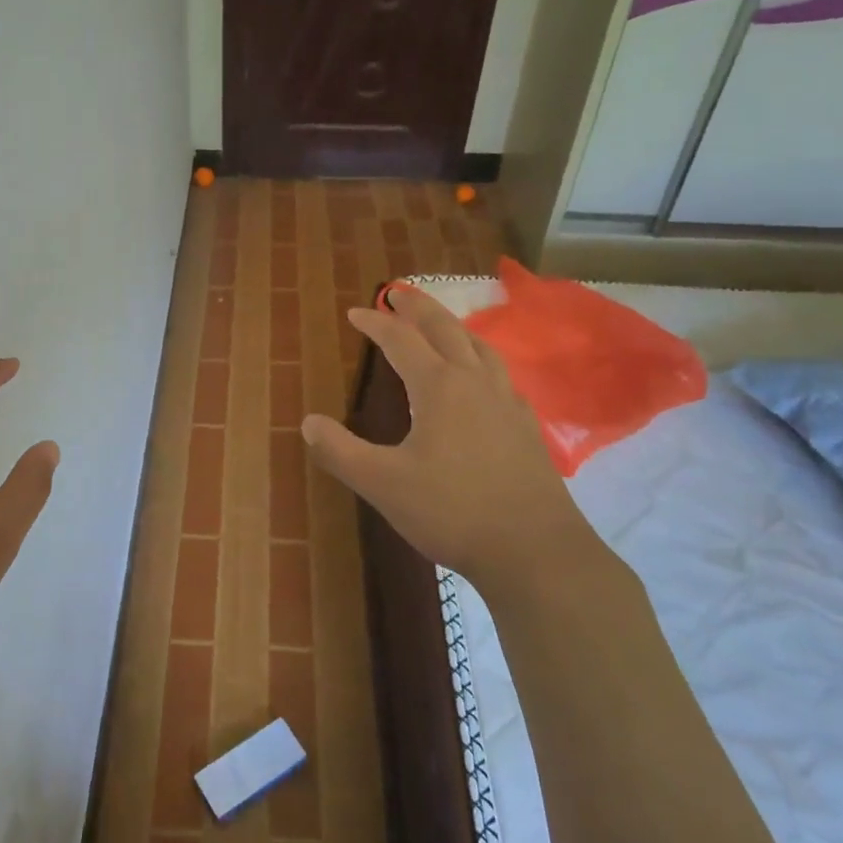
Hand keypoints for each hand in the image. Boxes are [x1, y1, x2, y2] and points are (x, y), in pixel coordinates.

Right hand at [301, 285, 592, 590]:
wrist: (534, 550)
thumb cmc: (452, 511)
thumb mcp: (382, 484)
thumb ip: (341, 451)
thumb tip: (308, 422)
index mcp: (439, 387)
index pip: (401, 341)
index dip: (376, 323)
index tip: (356, 312)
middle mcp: (475, 383)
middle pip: (445, 330)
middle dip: (419, 307)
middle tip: (400, 292)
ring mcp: (507, 403)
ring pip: (480, 347)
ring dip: (455, 327)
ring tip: (441, 325)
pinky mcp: (526, 427)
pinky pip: (500, 374)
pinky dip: (481, 359)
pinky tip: (481, 379)